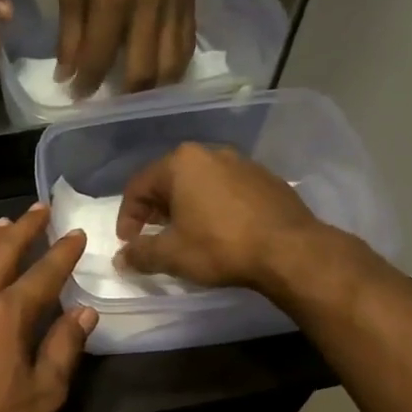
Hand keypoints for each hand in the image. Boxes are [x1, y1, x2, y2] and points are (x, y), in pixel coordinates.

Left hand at [56, 0, 194, 96]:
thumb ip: (69, 37)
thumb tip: (66, 78)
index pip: (100, 58)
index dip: (87, 84)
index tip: (77, 98)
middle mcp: (149, 5)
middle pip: (142, 72)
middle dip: (125, 98)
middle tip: (112, 106)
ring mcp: (174, 4)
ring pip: (171, 67)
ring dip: (154, 91)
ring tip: (138, 99)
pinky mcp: (191, 1)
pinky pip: (187, 49)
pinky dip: (174, 70)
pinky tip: (161, 78)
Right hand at [115, 143, 324, 289]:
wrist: (290, 250)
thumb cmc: (220, 246)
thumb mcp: (171, 255)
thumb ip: (140, 254)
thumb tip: (121, 258)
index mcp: (181, 163)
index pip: (138, 186)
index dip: (127, 217)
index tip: (128, 243)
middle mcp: (211, 153)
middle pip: (169, 180)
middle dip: (155, 210)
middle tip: (152, 236)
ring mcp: (243, 163)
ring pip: (200, 184)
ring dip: (185, 207)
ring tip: (184, 235)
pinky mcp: (266, 179)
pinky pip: (227, 190)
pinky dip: (213, 207)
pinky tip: (218, 232)